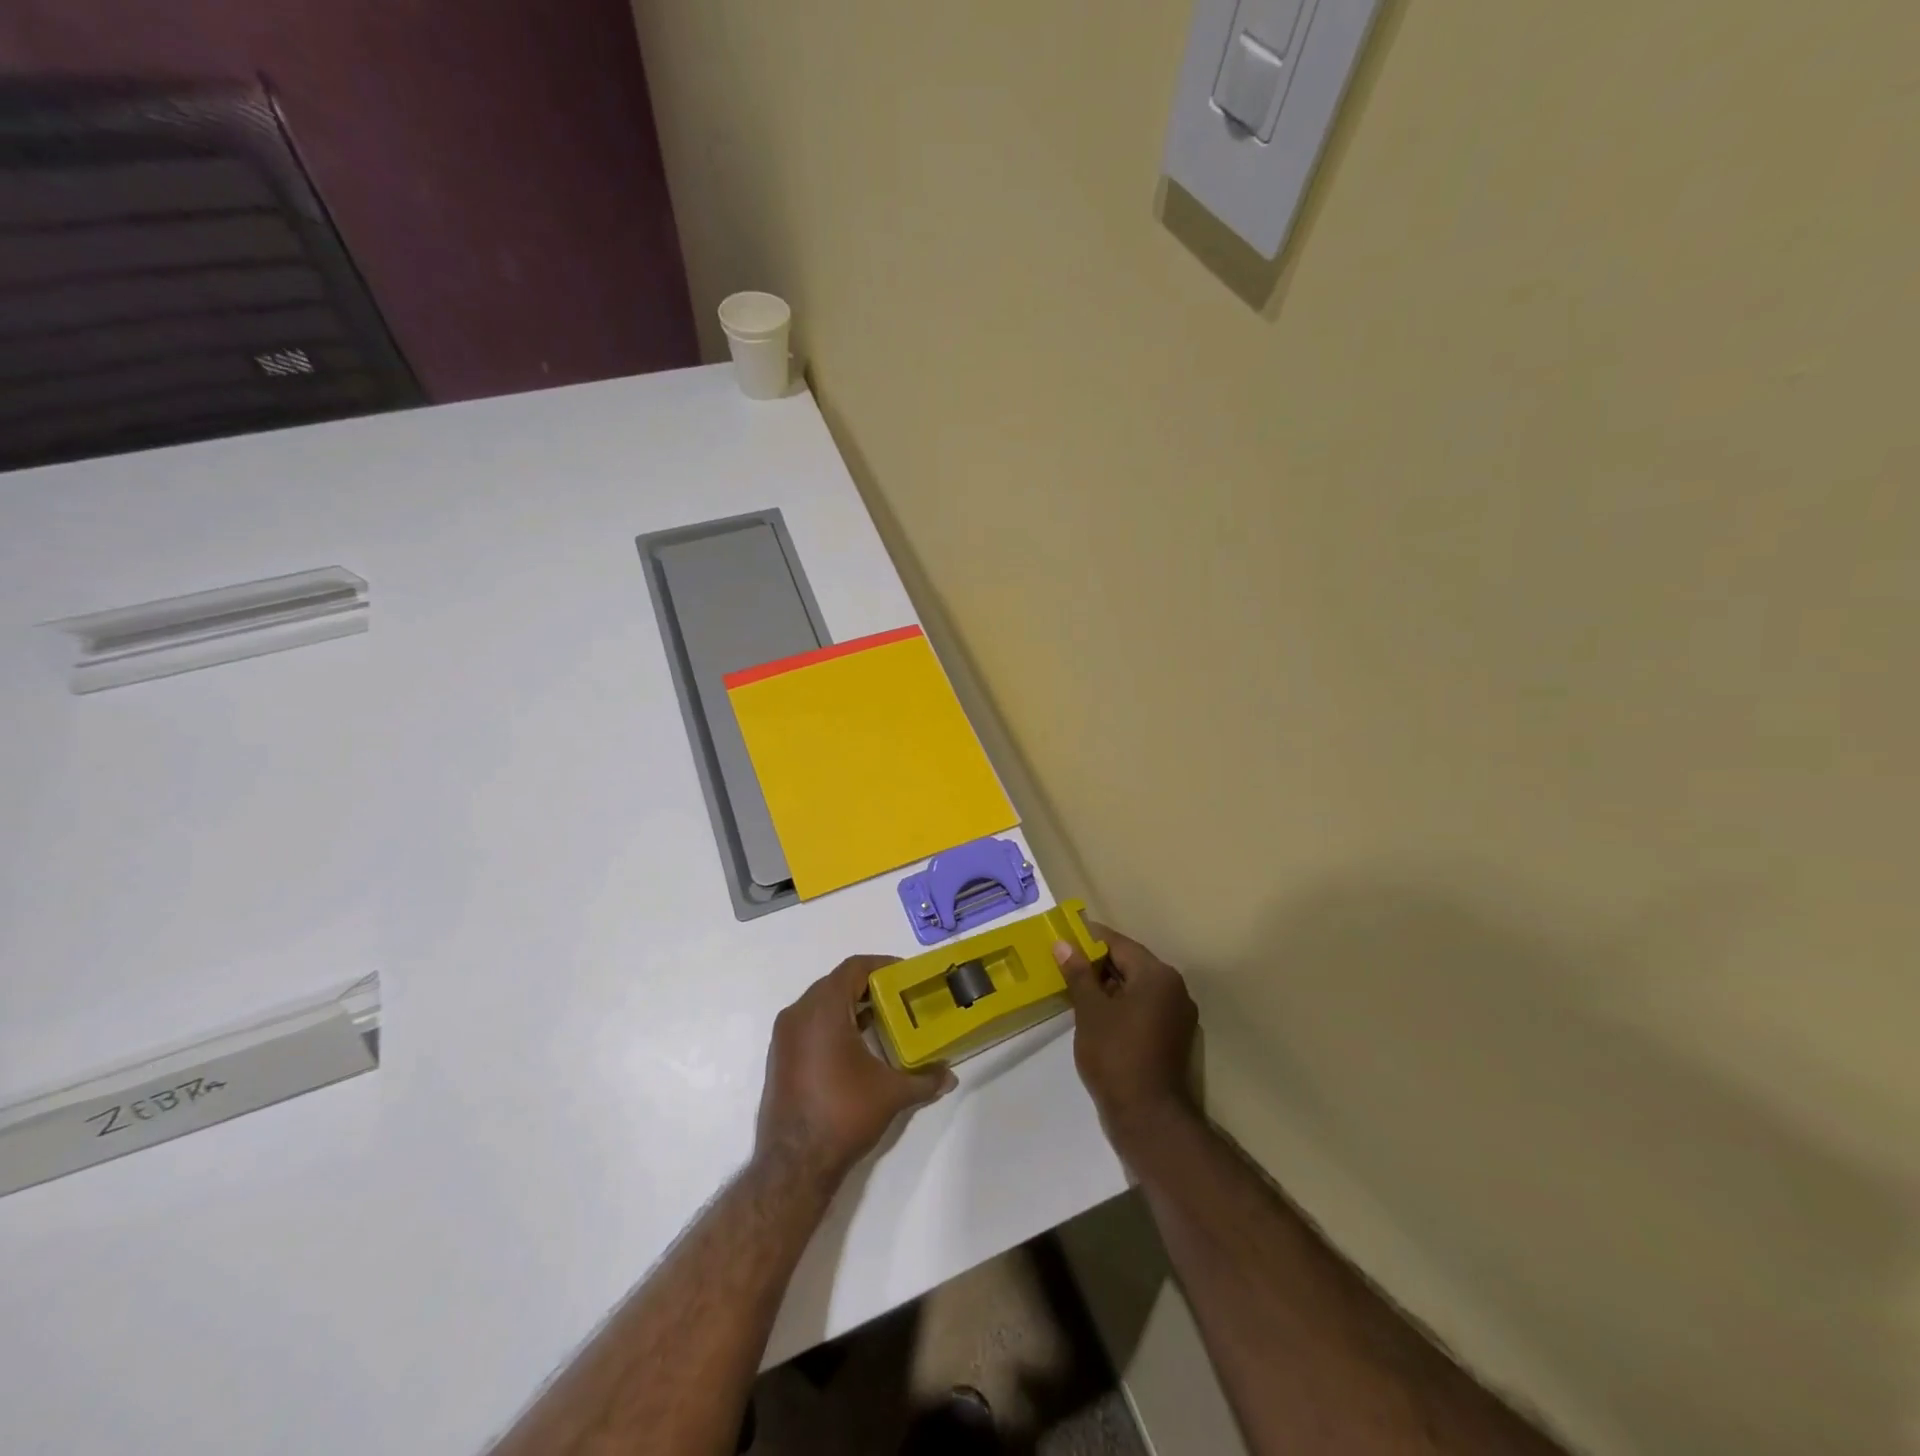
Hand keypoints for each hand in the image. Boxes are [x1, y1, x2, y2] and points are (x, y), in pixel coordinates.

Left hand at [755, 956, 954, 1184]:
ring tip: (881, 1020)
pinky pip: (808, 1023)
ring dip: (849, 1005)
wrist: (793, 1165)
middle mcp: (798, 1014)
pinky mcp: (779, 1057)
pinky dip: (832, 1023)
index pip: (853, 968)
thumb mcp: (891, 1093)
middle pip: (836, 983)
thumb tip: (949, 1076)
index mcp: (822, 1010)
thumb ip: (924, 1079)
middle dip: (867, 986)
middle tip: (898, 997)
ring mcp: (784, 1036)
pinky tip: (855, 1045)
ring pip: (820, 1003)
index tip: (905, 976)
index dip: (881, 966)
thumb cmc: (843, 1114)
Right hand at [1054, 925, 1198, 1148]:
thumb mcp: (1090, 1011)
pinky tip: (1096, 1014)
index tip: (1063, 939)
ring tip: (1075, 989)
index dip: (1089, 939)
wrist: (1148, 1117)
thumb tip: (1063, 944)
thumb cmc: (1116, 1055)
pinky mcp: (1173, 1036)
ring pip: (1136, 987)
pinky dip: (1121, 1005)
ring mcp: (1177, 1014)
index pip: (1119, 944)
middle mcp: (1174, 988)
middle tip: (1064, 965)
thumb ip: (1078, 973)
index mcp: (1157, 975)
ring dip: (1108, 985)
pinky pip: (1143, 1007)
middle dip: (1097, 963)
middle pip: (1130, 963)